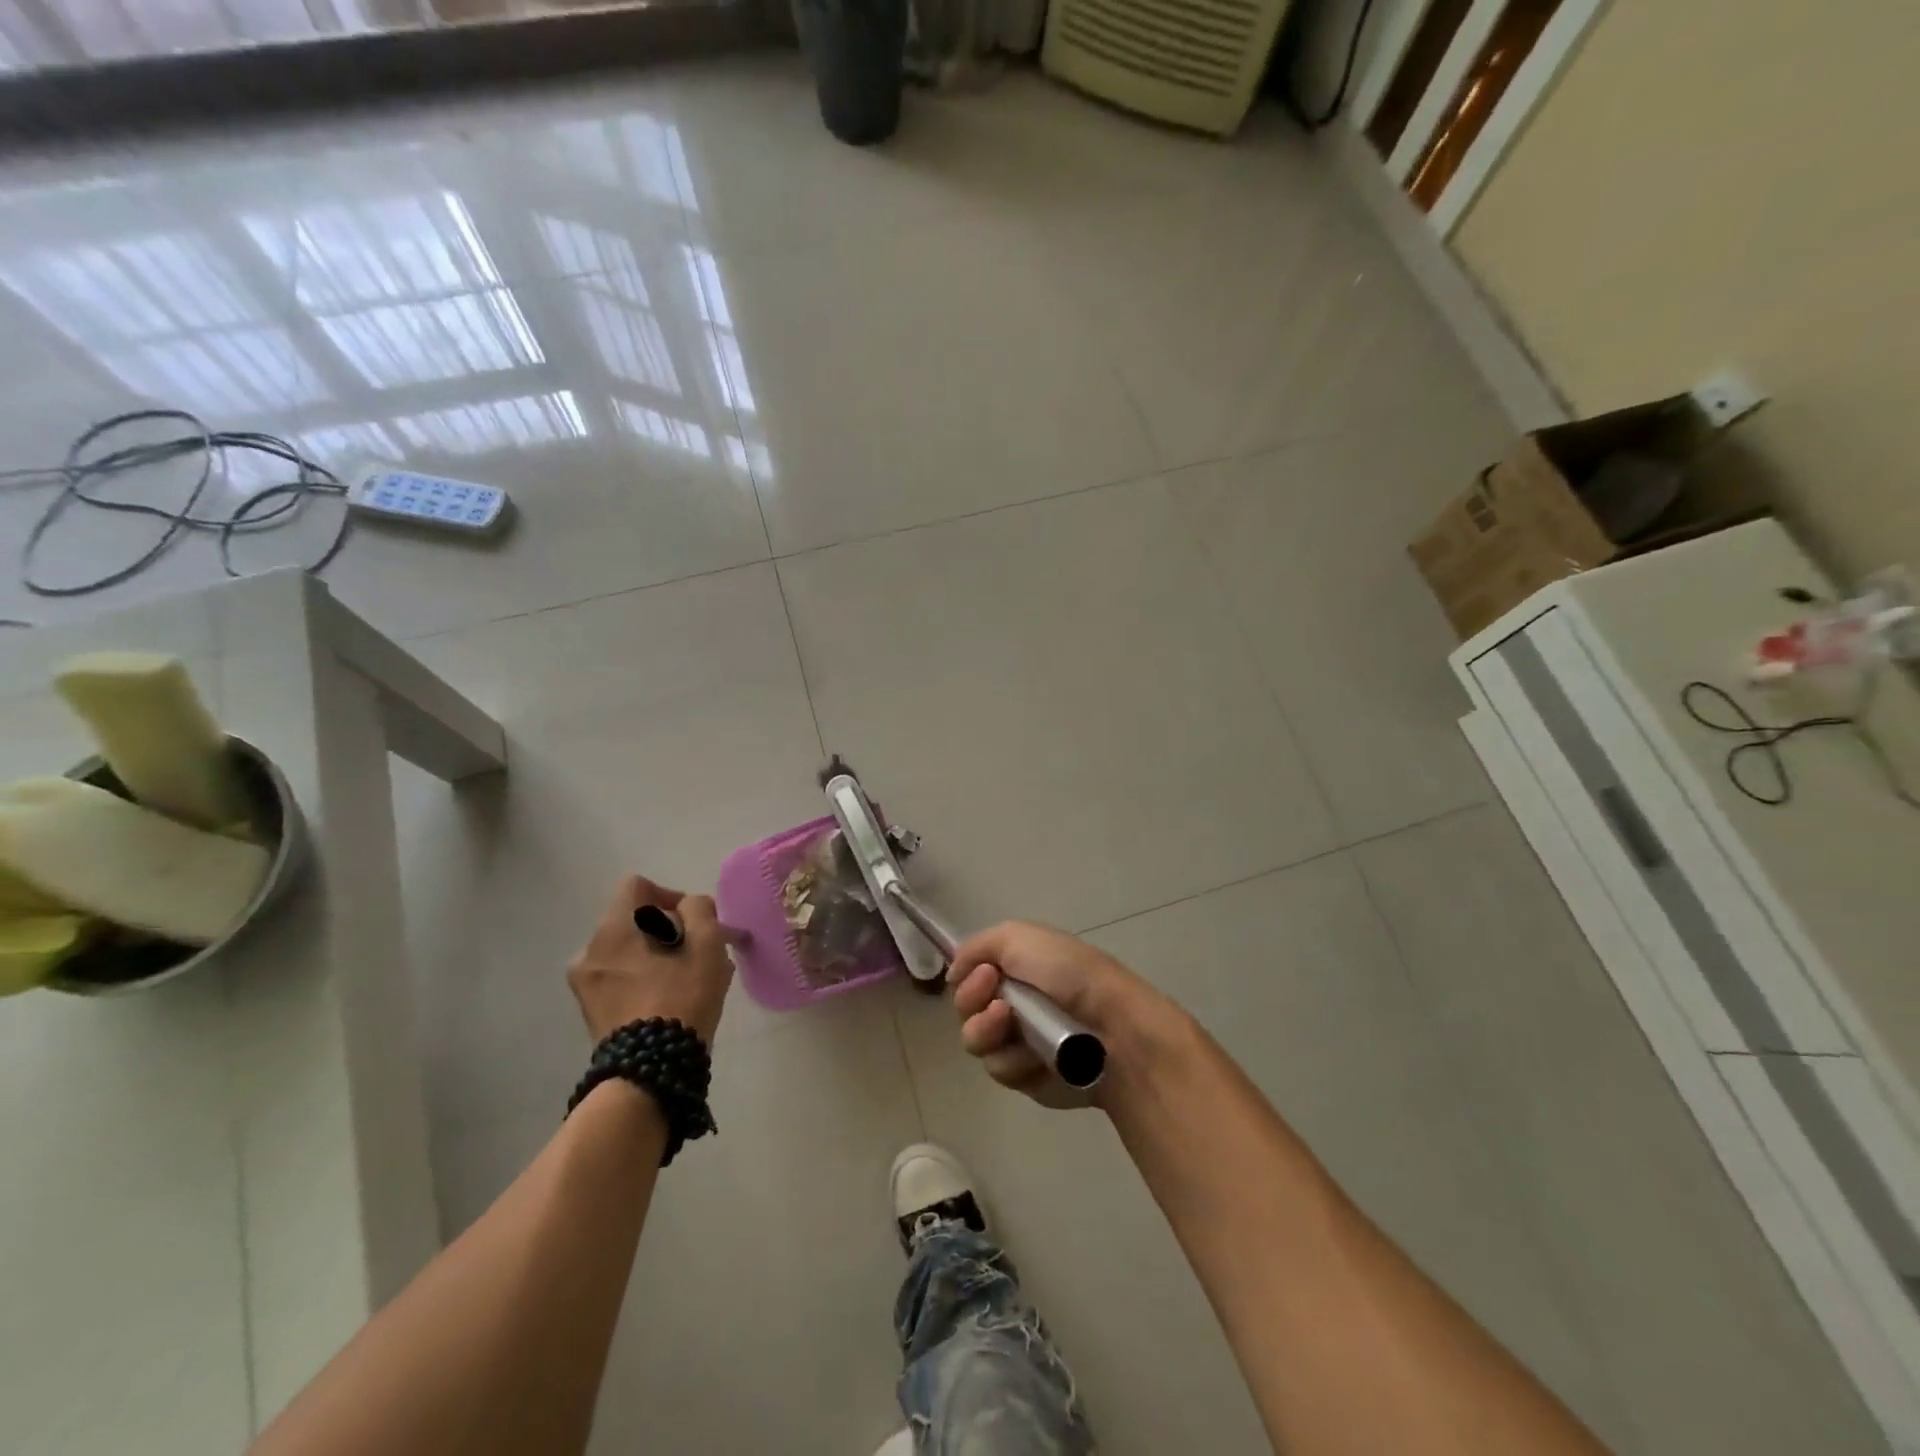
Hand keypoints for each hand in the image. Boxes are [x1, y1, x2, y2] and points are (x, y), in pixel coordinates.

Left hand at [567, 876, 732, 1046]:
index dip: (670, 896)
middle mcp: (589, 951)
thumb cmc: (680, 999)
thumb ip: (700, 910)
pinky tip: (671, 1000)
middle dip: (669, 931)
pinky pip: (621, 978)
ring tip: (688, 980)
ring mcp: (586, 984)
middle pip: (634, 920)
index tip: (692, 924)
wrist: (650, 1072)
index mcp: (612, 929)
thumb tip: (689, 907)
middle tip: (698, 955)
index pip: (638, 887)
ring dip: (658, 956)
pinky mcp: (591, 1011)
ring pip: (629, 951)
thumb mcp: (706, 944)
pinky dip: (644, 979)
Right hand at [948, 921, 1179, 1108]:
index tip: (985, 975)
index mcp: (1016, 968)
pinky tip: (1037, 1059)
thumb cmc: (1068, 974)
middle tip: (1001, 1006)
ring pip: (976, 1042)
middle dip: (973, 1004)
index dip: (967, 977)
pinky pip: (999, 1070)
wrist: (1111, 1028)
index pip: (968, 975)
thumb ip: (977, 946)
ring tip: (1015, 1028)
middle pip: (965, 1009)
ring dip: (988, 1033)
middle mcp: (1013, 1002)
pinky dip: (1015, 1062)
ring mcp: (1019, 1041)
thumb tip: (952, 972)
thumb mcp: (1019, 936)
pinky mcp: (1028, 1078)